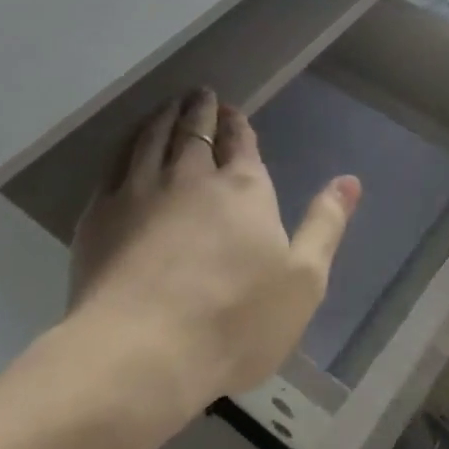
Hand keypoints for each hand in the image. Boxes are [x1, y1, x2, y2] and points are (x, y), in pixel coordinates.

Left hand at [70, 88, 361, 409]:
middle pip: (193, 129)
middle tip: (199, 94)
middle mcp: (189, 176)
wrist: (141, 354)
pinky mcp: (99, 215)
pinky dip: (123, 147)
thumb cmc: (235, 321)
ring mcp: (138, 191)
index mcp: (242, 188)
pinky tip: (125, 149)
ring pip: (150, 138)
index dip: (237, 123)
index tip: (231, 110)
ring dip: (162, 117)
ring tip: (167, 107)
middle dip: (199, 109)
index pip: (239, 140)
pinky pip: (112, 165)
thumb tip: (349, 180)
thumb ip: (325, 224)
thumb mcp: (303, 280)